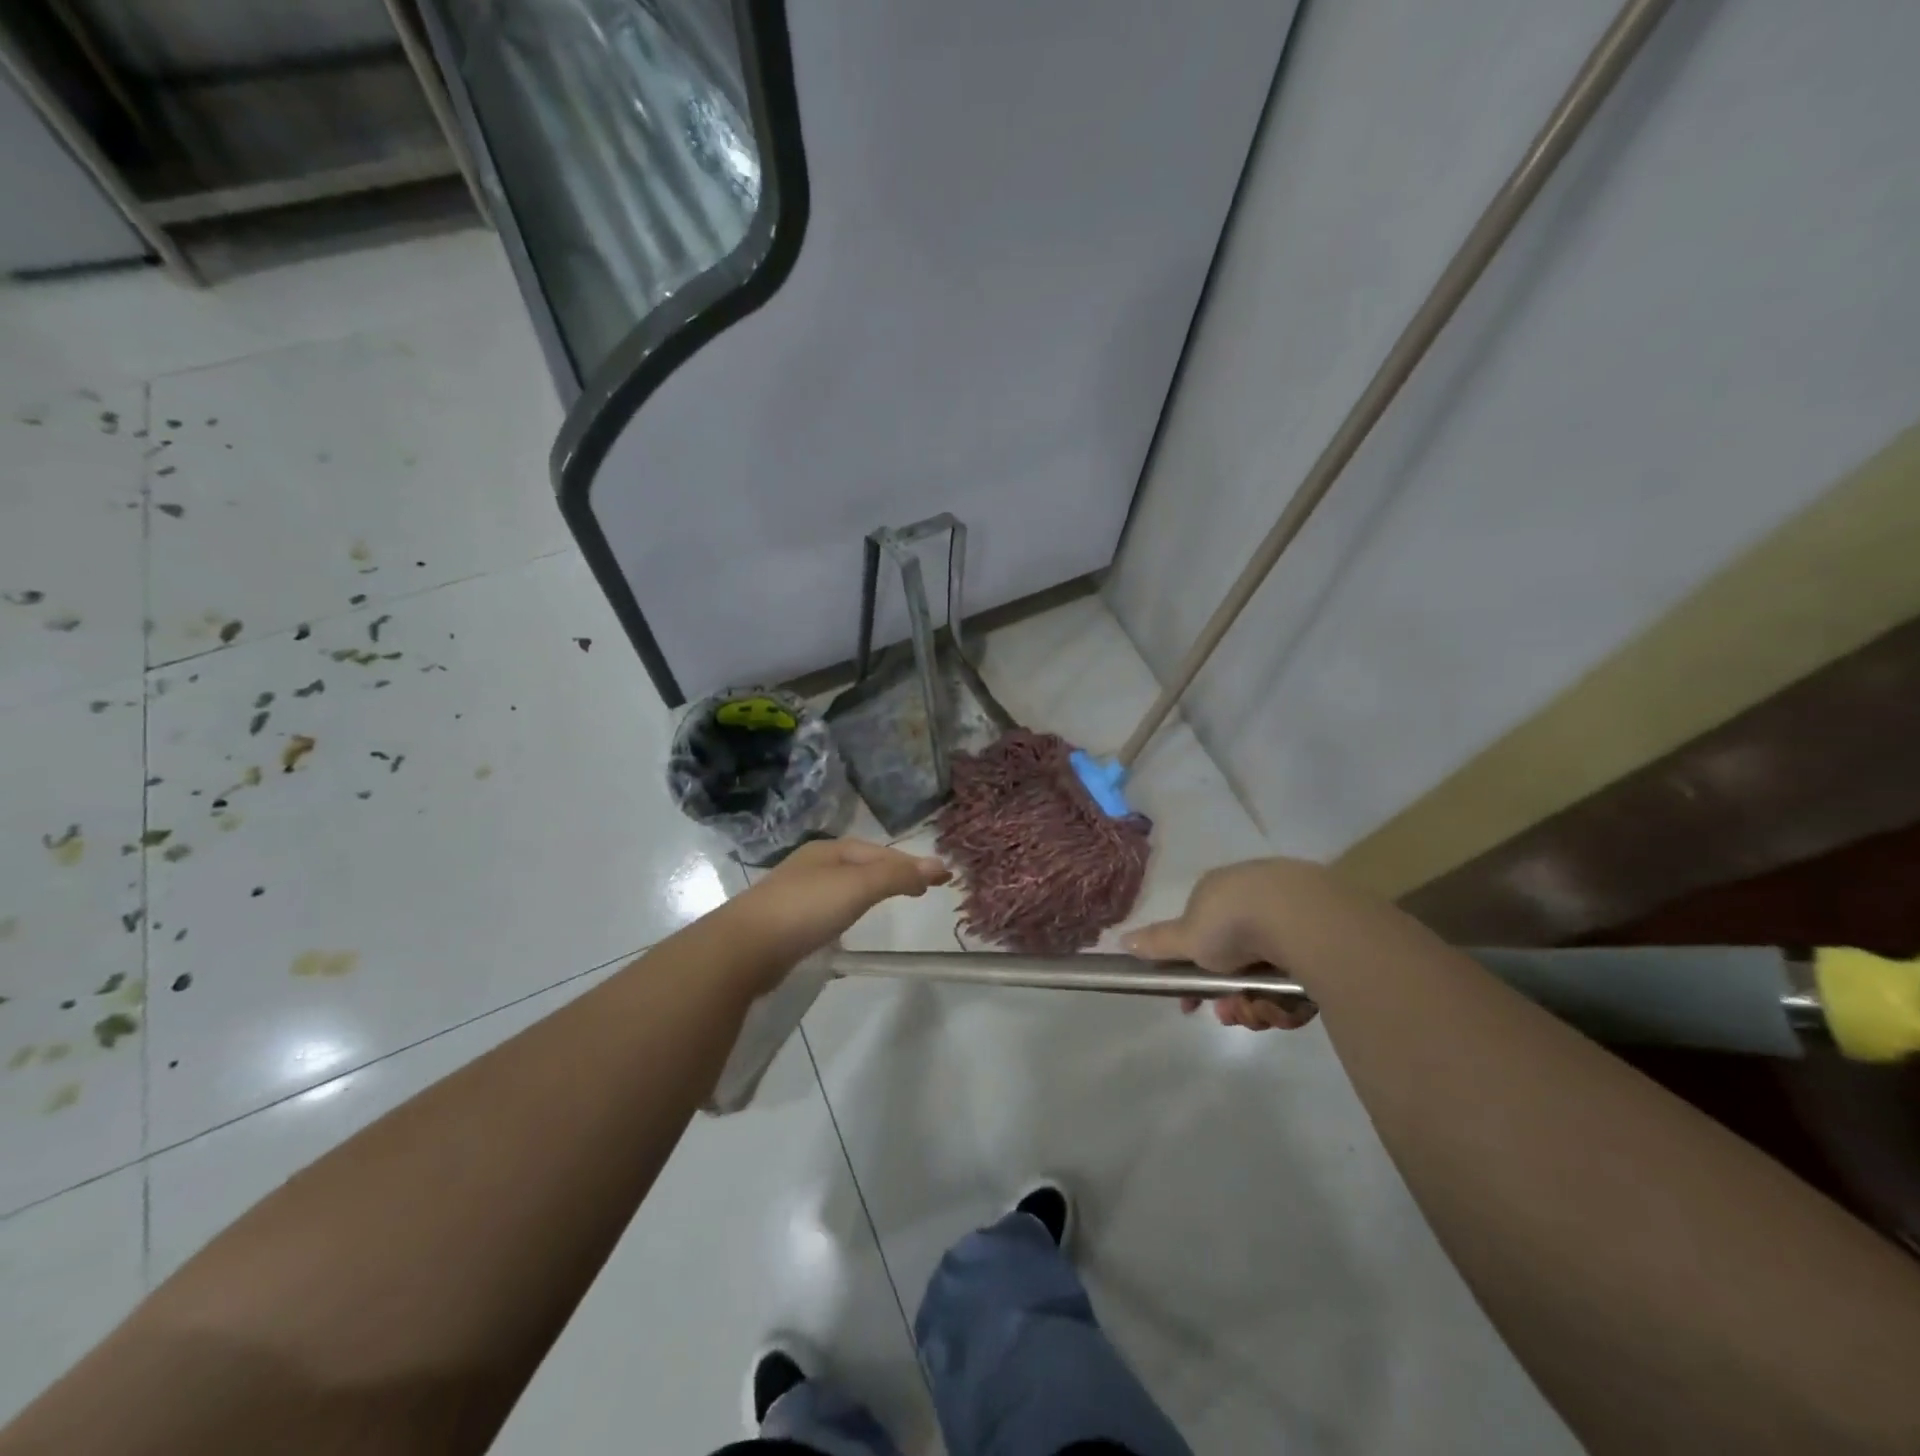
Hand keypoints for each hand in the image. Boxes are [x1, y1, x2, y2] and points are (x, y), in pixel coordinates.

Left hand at [723, 838, 948, 984]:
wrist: (743, 948)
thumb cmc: (805, 908)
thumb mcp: (857, 886)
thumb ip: (897, 876)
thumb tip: (939, 865)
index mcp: (828, 850)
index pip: (880, 852)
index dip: (911, 863)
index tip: (940, 880)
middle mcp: (812, 864)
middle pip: (862, 865)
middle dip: (892, 874)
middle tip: (921, 891)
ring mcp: (796, 892)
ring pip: (844, 887)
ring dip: (870, 892)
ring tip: (891, 904)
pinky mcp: (787, 920)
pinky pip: (828, 908)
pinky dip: (848, 911)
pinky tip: (849, 926)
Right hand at [1124, 859, 1320, 1031]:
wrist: (1300, 917)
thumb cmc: (1232, 922)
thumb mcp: (1186, 936)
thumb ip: (1157, 942)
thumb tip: (1122, 939)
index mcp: (1220, 893)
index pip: (1204, 936)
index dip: (1197, 973)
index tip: (1195, 1002)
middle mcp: (1255, 901)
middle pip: (1238, 964)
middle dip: (1232, 997)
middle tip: (1233, 1013)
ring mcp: (1293, 918)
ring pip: (1269, 978)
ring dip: (1259, 1005)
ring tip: (1261, 1012)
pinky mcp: (1327, 939)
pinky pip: (1302, 979)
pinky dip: (1291, 999)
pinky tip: (1289, 1005)